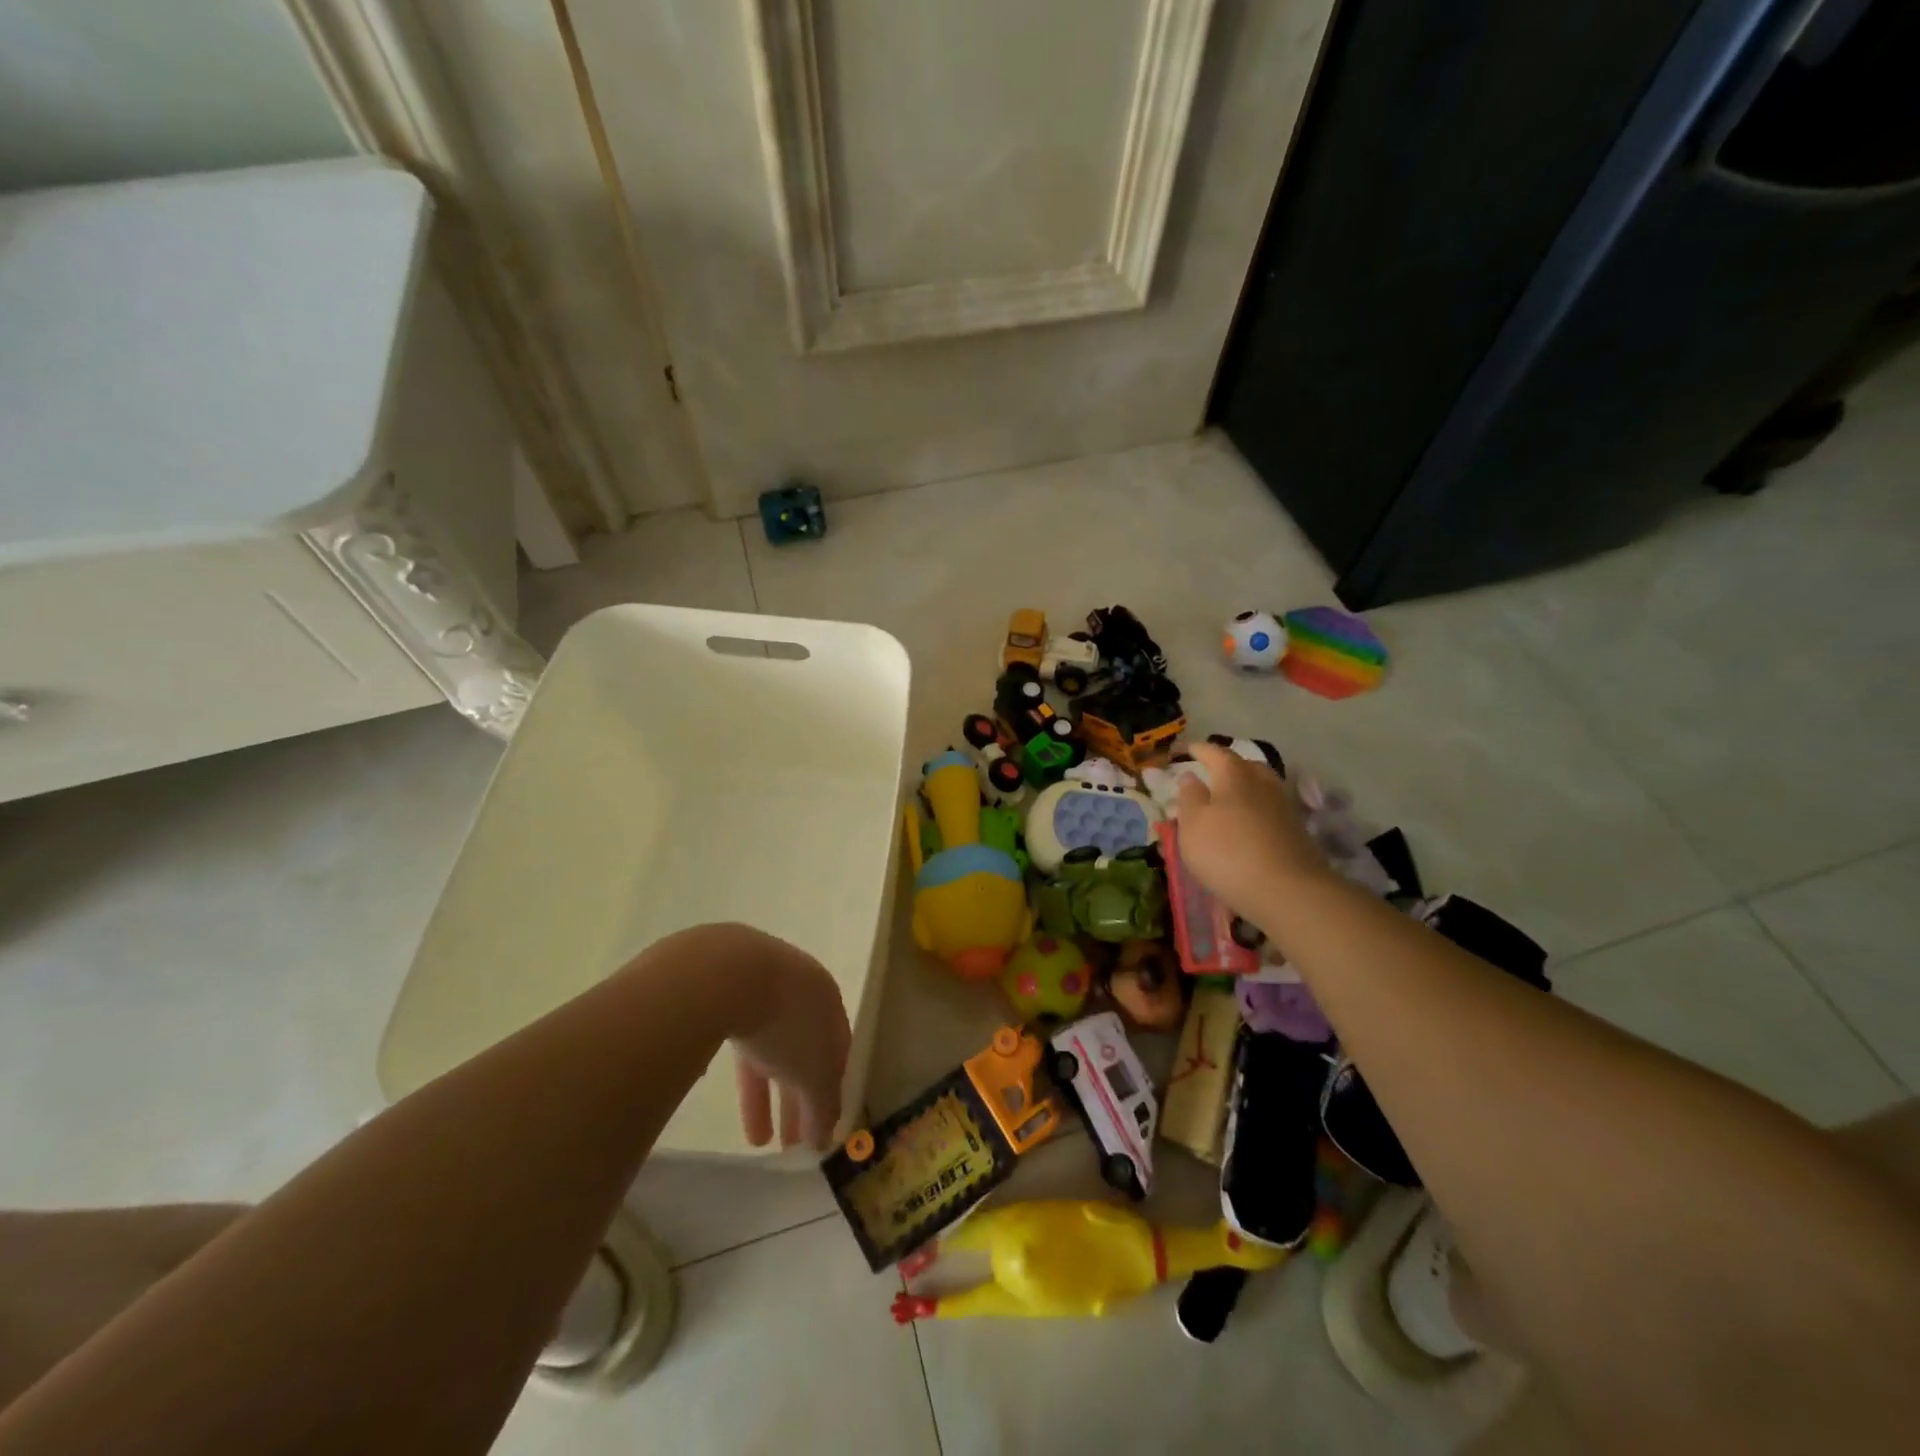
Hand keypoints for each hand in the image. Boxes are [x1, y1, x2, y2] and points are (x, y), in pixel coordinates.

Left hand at [721, 927, 850, 1151]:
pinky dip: (739, 1072)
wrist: (727, 973)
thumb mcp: (814, 1072)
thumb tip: (825, 1139)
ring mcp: (758, 987)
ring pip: (769, 1049)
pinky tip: (729, 1098)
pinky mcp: (722, 992)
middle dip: (798, 1099)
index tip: (821, 1126)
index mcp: (827, 1001)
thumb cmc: (785, 1023)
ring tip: (757, 1141)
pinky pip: (738, 1040)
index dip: (831, 1090)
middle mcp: (798, 990)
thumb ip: (823, 1106)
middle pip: (802, 1051)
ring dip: (766, 1095)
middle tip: (791, 1143)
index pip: (837, 1050)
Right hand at [1174, 742, 1331, 920]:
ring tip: (1230, 798)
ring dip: (1246, 787)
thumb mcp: (1193, 825)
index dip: (1200, 750)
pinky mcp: (1296, 831)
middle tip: (1212, 772)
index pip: (1215, 753)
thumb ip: (1190, 797)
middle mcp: (1262, 783)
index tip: (1187, 750)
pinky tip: (1249, 823)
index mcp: (1234, 775)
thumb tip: (1190, 776)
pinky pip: (1271, 809)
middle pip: (1246, 766)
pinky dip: (1258, 809)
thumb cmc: (1227, 852)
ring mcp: (1283, 807)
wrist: (1287, 890)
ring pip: (1263, 786)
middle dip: (1228, 765)